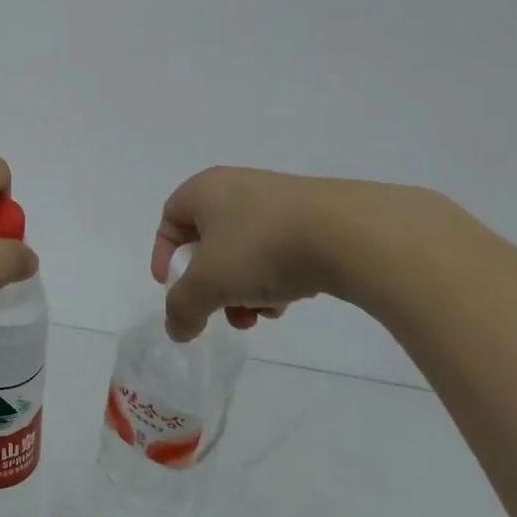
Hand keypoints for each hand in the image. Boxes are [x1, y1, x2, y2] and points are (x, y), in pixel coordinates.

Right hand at [152, 168, 440, 341]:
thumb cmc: (262, 247)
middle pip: (210, 241)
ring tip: (262, 315)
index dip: (165, 255)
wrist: (350, 233)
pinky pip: (281, 250)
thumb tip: (176, 328)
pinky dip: (277, 278)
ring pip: (246, 250)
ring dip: (244, 288)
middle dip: (211, 284)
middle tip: (220, 312)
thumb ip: (182, 307)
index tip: (173, 287)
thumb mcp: (208, 283)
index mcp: (206, 190)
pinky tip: (291, 301)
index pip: (170, 219)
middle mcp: (238, 188)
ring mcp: (280, 201)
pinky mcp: (316, 217)